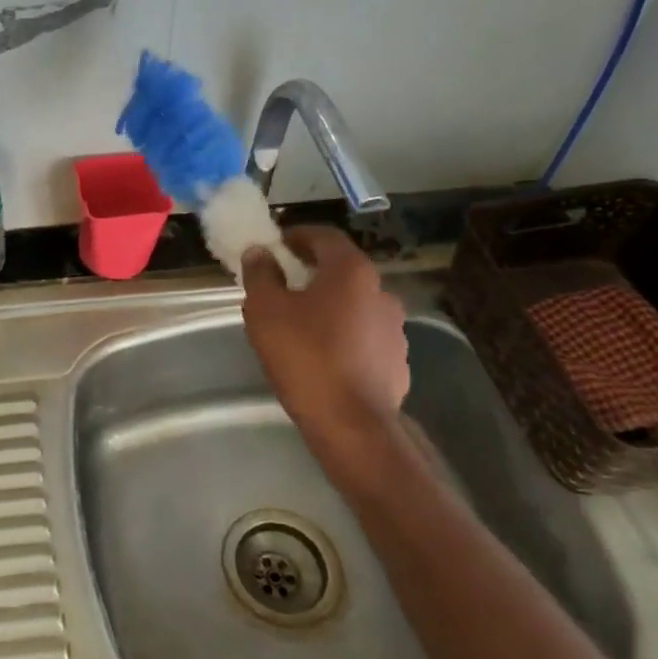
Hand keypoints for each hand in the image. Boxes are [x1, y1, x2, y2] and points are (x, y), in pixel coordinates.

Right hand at [241, 226, 409, 447]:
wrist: (351, 422)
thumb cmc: (304, 356)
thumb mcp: (265, 310)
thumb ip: (260, 275)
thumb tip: (260, 253)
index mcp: (351, 271)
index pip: (325, 236)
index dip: (297, 236)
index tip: (276, 244)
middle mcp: (381, 291)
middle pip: (342, 270)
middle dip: (312, 272)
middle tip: (283, 284)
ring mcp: (395, 327)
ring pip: (355, 304)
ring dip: (330, 305)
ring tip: (301, 323)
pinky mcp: (397, 359)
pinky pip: (365, 335)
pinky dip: (344, 334)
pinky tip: (324, 354)